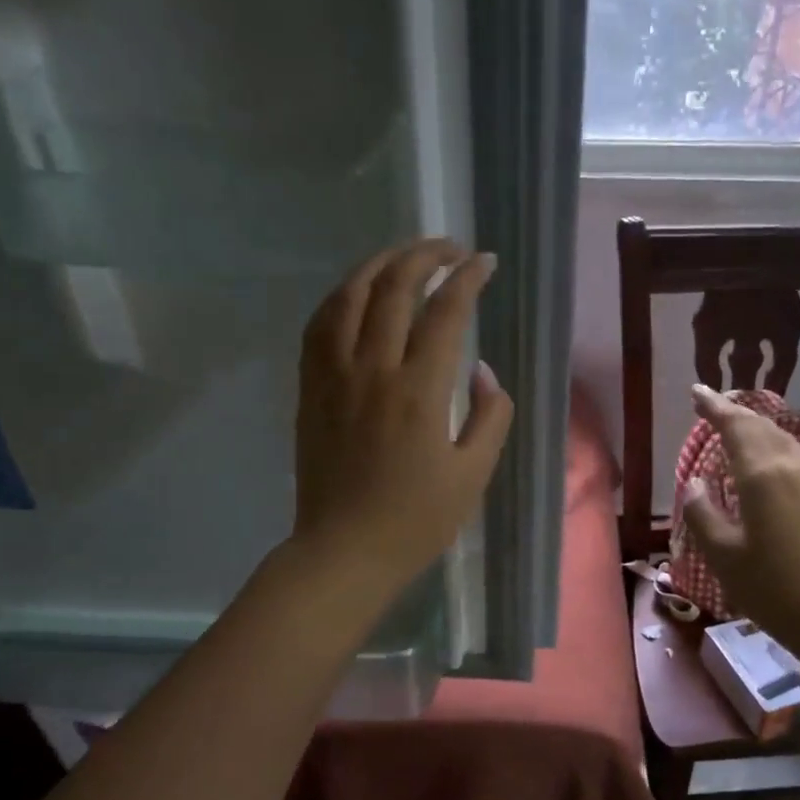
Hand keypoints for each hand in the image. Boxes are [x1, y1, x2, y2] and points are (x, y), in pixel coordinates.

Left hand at [291, 239, 512, 596]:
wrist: (344, 551)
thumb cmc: (416, 521)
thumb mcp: (473, 476)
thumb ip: (489, 417)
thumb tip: (482, 372)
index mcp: (419, 392)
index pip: (445, 312)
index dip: (468, 278)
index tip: (485, 262)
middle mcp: (373, 370)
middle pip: (394, 288)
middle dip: (425, 255)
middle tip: (450, 248)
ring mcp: (334, 376)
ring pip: (350, 296)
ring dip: (379, 264)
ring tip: (404, 255)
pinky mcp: (311, 389)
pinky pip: (319, 325)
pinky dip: (341, 296)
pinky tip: (356, 292)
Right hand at [681, 384, 799, 669]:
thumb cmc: (774, 590)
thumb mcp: (724, 556)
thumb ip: (703, 513)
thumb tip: (694, 483)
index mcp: (763, 475)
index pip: (735, 426)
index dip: (714, 407)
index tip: (697, 392)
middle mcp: (792, 467)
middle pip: (762, 426)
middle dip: (736, 412)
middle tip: (712, 405)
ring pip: (783, 439)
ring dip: (757, 427)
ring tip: (735, 426)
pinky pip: (795, 457)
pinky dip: (773, 447)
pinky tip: (765, 462)